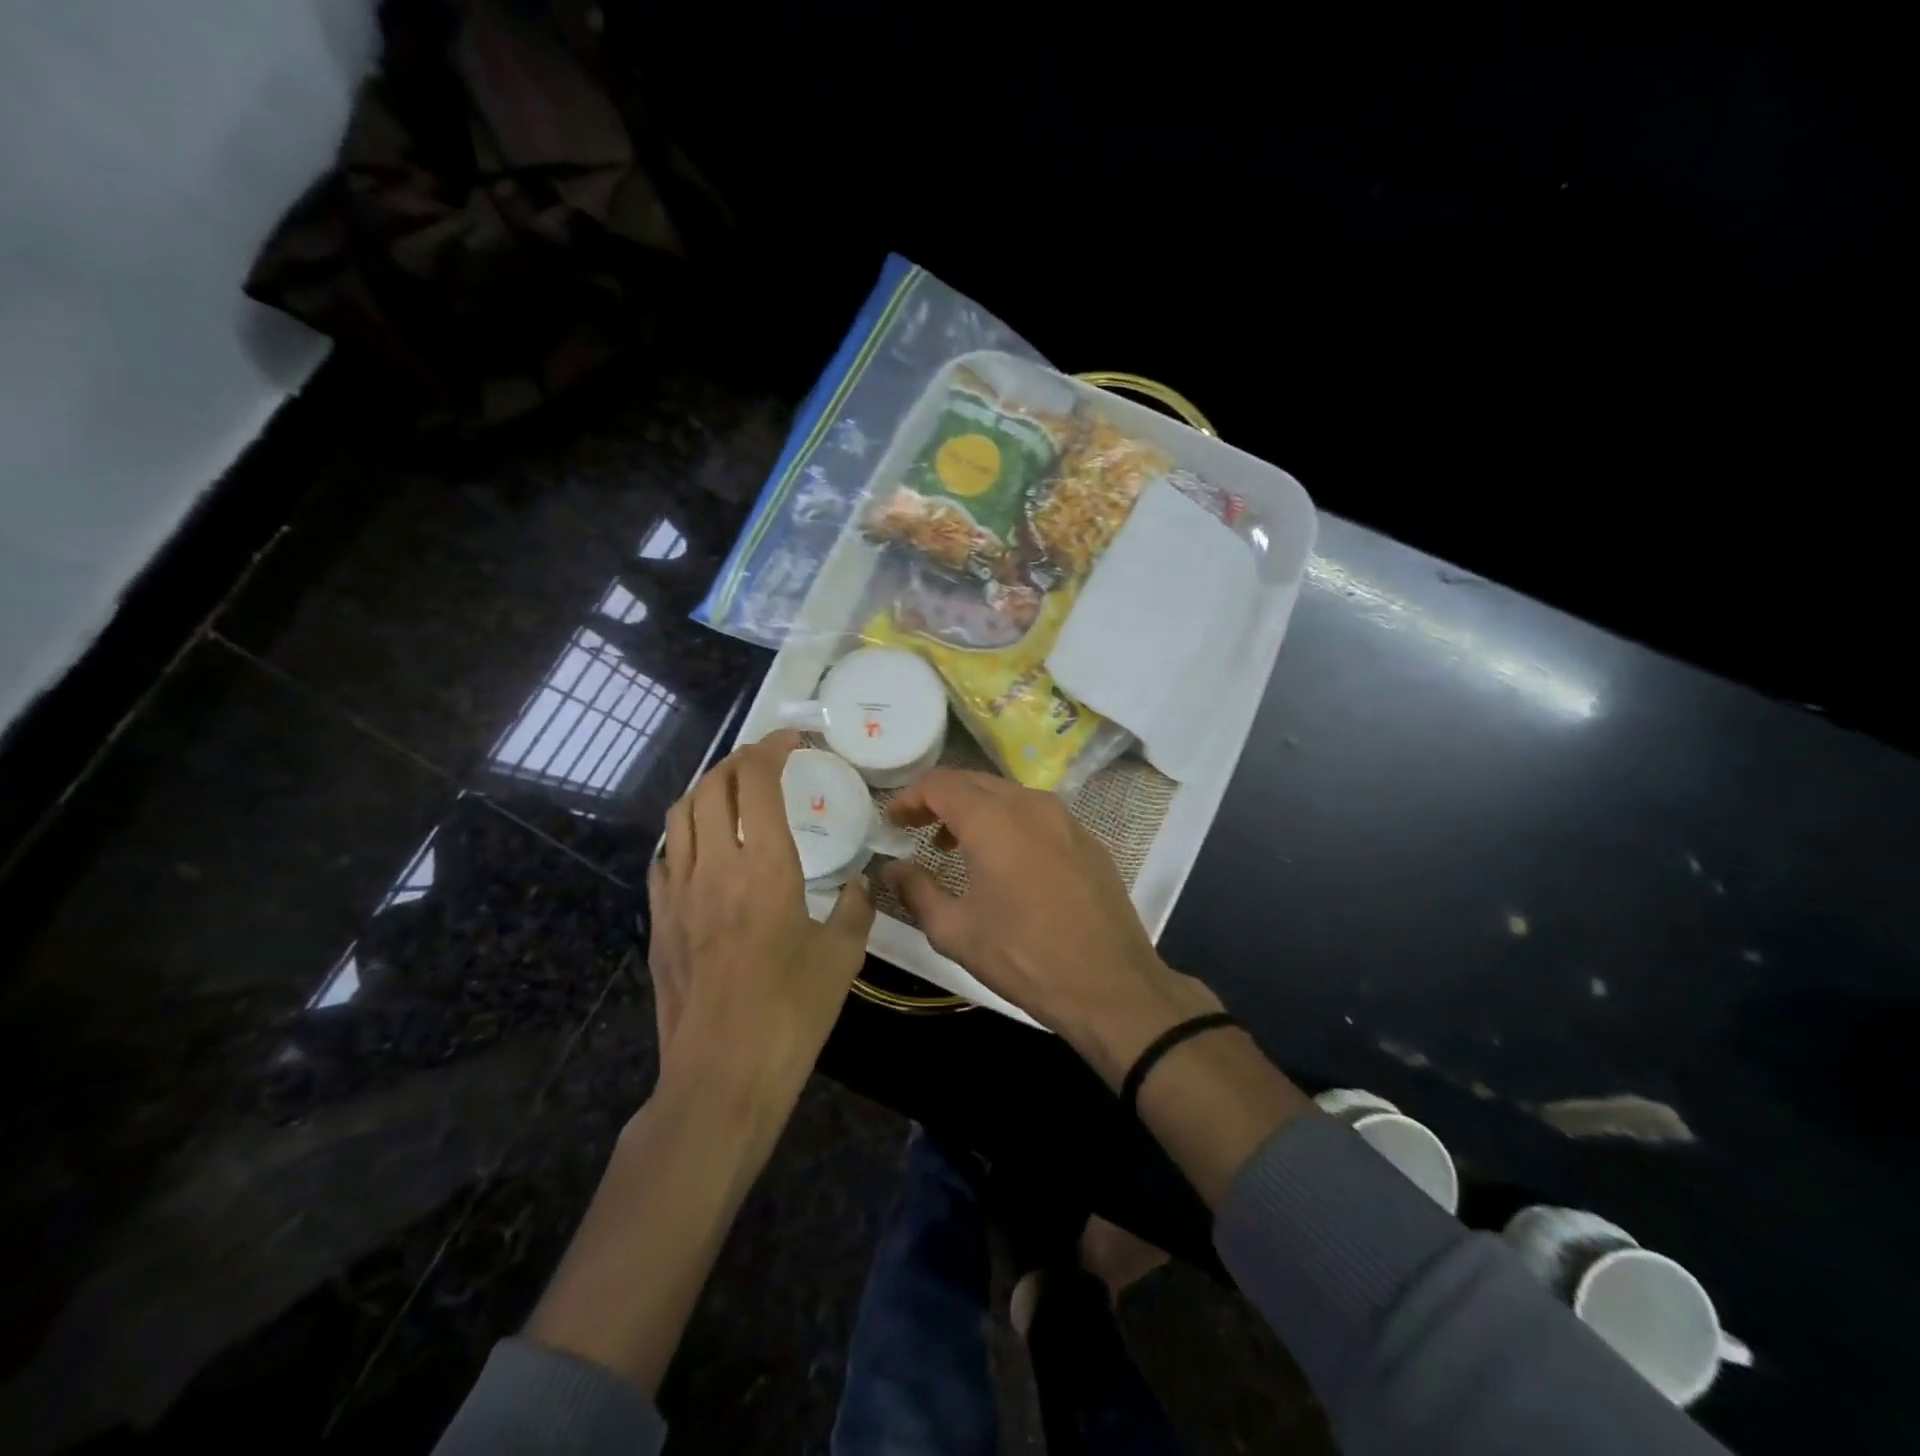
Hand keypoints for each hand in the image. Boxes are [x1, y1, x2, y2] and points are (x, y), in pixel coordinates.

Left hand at [647, 730, 874, 1105]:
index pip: (758, 781)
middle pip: (712, 785)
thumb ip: (854, 908)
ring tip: (733, 793)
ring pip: (681, 814)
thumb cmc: (791, 1013)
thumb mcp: (841, 958)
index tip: (793, 739)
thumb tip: (858, 885)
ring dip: (707, 789)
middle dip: (739, 760)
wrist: (721, 1075)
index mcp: (765, 867)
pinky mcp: (658, 920)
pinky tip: (704, 848)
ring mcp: (678, 891)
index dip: (773, 747)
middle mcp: (715, 865)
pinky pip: (666, 855)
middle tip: (765, 761)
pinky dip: (686, 833)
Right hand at [880, 769, 1220, 1086]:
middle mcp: (1030, 804)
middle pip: (974, 782)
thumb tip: (893, 869)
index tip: (892, 821)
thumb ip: (917, 891)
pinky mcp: (1087, 839)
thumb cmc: (1023, 956)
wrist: (1110, 985)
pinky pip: (1037, 815)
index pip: (940, 784)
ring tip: (956, 847)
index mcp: (992, 819)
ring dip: (975, 811)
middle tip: (917, 829)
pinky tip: (1005, 861)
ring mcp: (1065, 818)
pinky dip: (1009, 824)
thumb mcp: (955, 931)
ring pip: (1008, 795)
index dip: (909, 797)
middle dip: (940, 800)